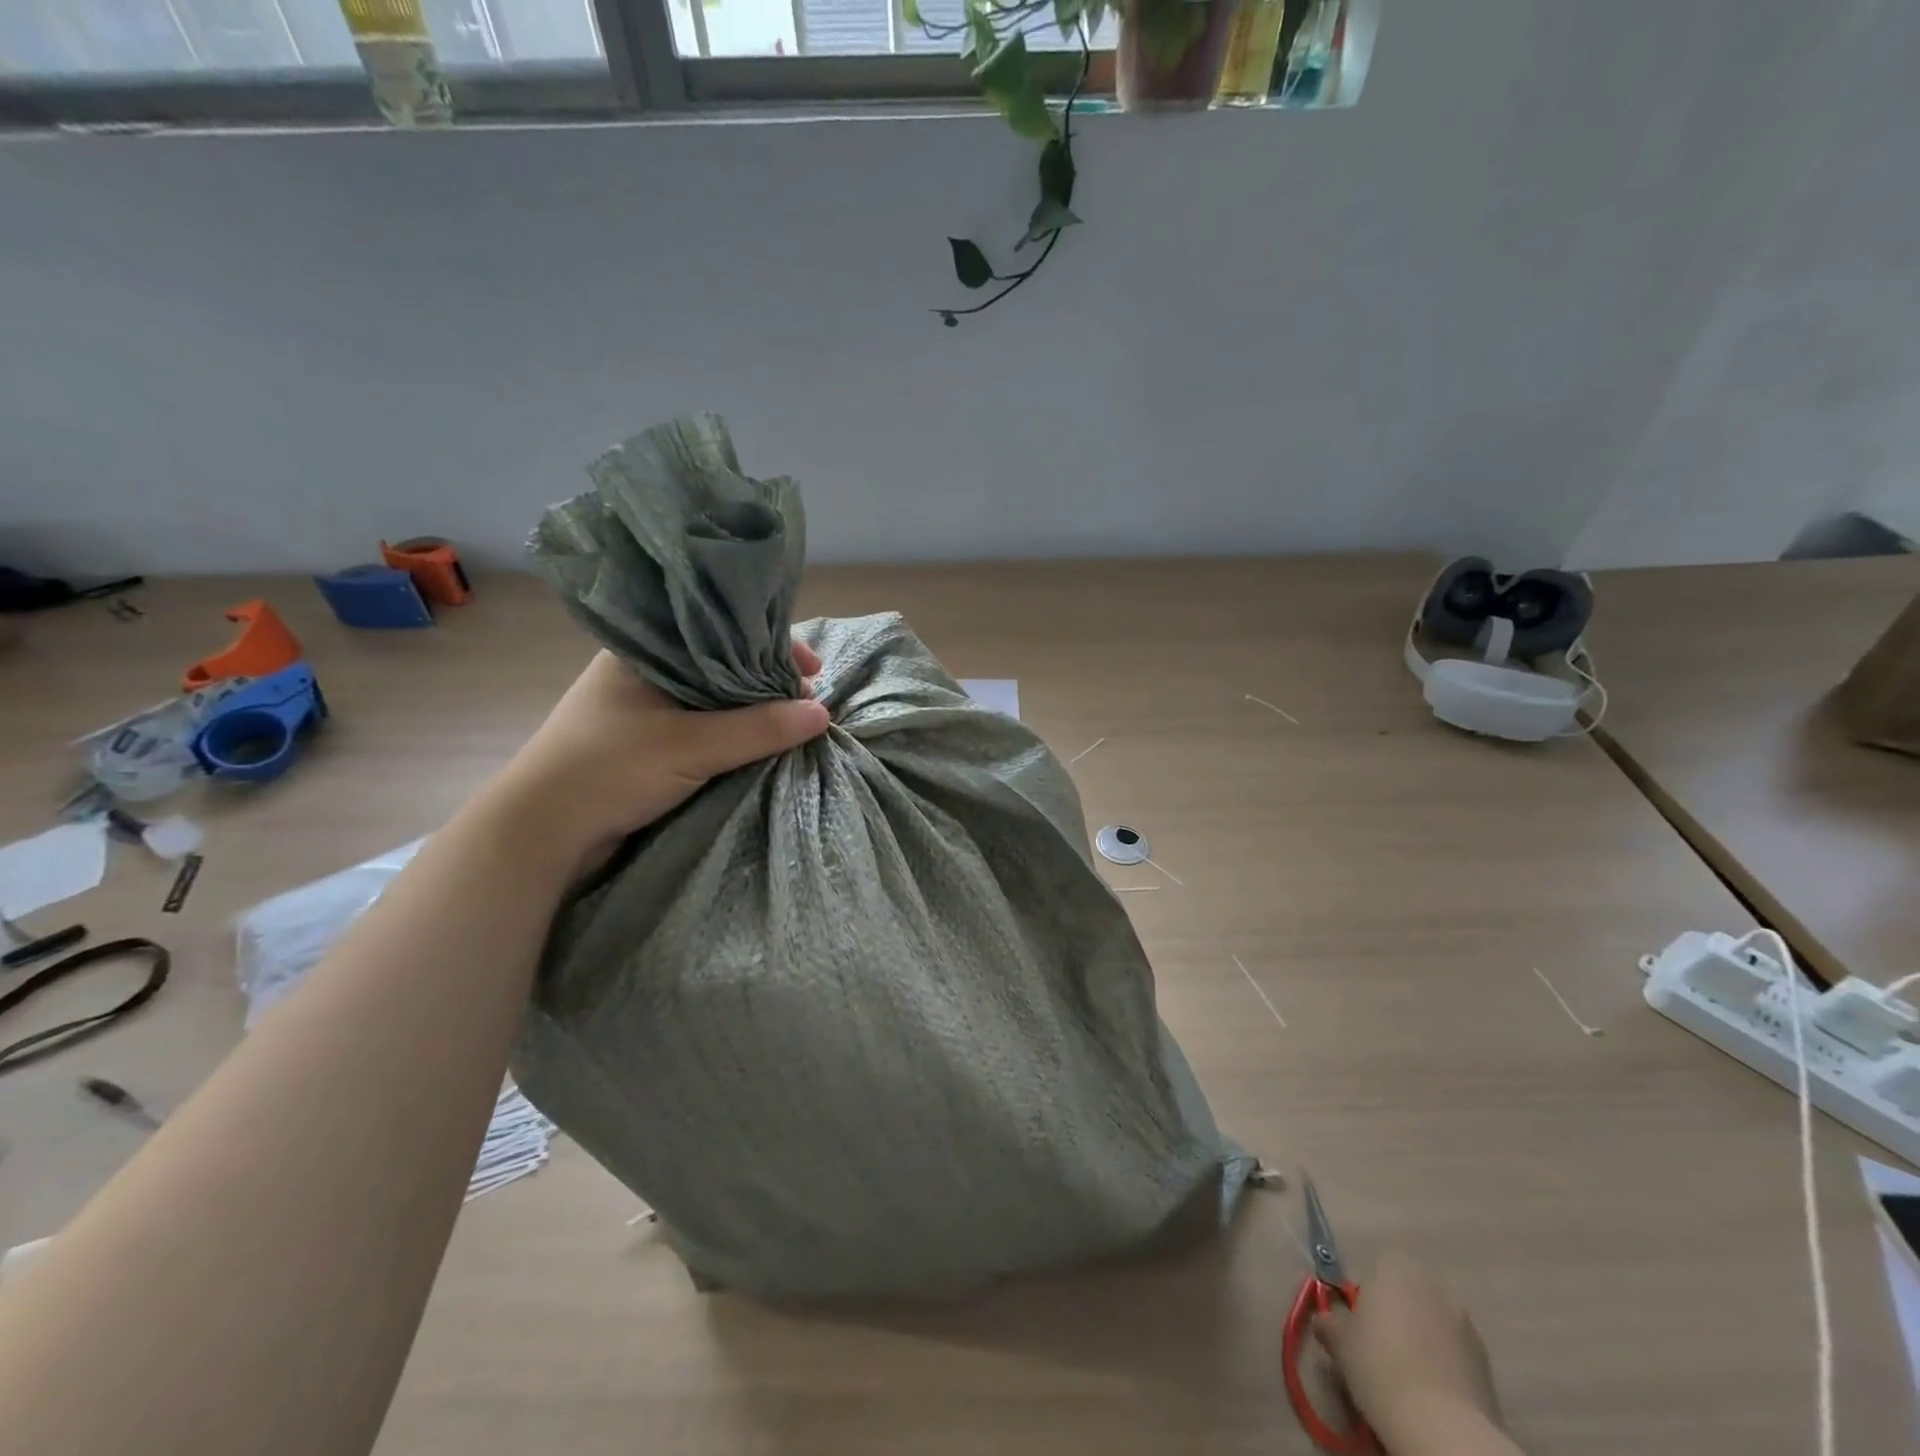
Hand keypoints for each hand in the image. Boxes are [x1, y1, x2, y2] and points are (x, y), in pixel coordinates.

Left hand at [475, 643, 830, 876]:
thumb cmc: (609, 769)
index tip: (812, 668)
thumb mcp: (691, 745)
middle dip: (770, 681)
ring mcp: (646, 710)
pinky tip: (762, 743)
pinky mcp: (649, 744)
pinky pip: (706, 727)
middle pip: (724, 664)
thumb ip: (758, 728)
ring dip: (755, 711)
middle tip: (810, 701)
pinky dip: (736, 733)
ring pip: (717, 699)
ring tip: (795, 723)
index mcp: (647, 651)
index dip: (771, 645)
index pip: (722, 631)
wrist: (541, 833)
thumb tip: (824, 714)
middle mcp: (648, 672)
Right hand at [1314, 1253, 1506, 1445]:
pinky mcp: (1489, 1366)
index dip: (1367, 1299)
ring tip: (1407, 1380)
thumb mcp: (1339, 1341)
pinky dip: (1444, 1369)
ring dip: (1423, 1344)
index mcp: (1397, 1267)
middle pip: (1409, 1296)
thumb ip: (1331, 1323)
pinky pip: (1455, 1357)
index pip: (1378, 1271)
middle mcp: (1435, 1287)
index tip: (1359, 1328)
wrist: (1441, 1427)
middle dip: (1397, 1318)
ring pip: (1434, 1327)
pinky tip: (1431, 1397)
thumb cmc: (1378, 1365)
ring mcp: (1467, 1326)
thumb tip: (1326, 1322)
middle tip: (1379, 1351)